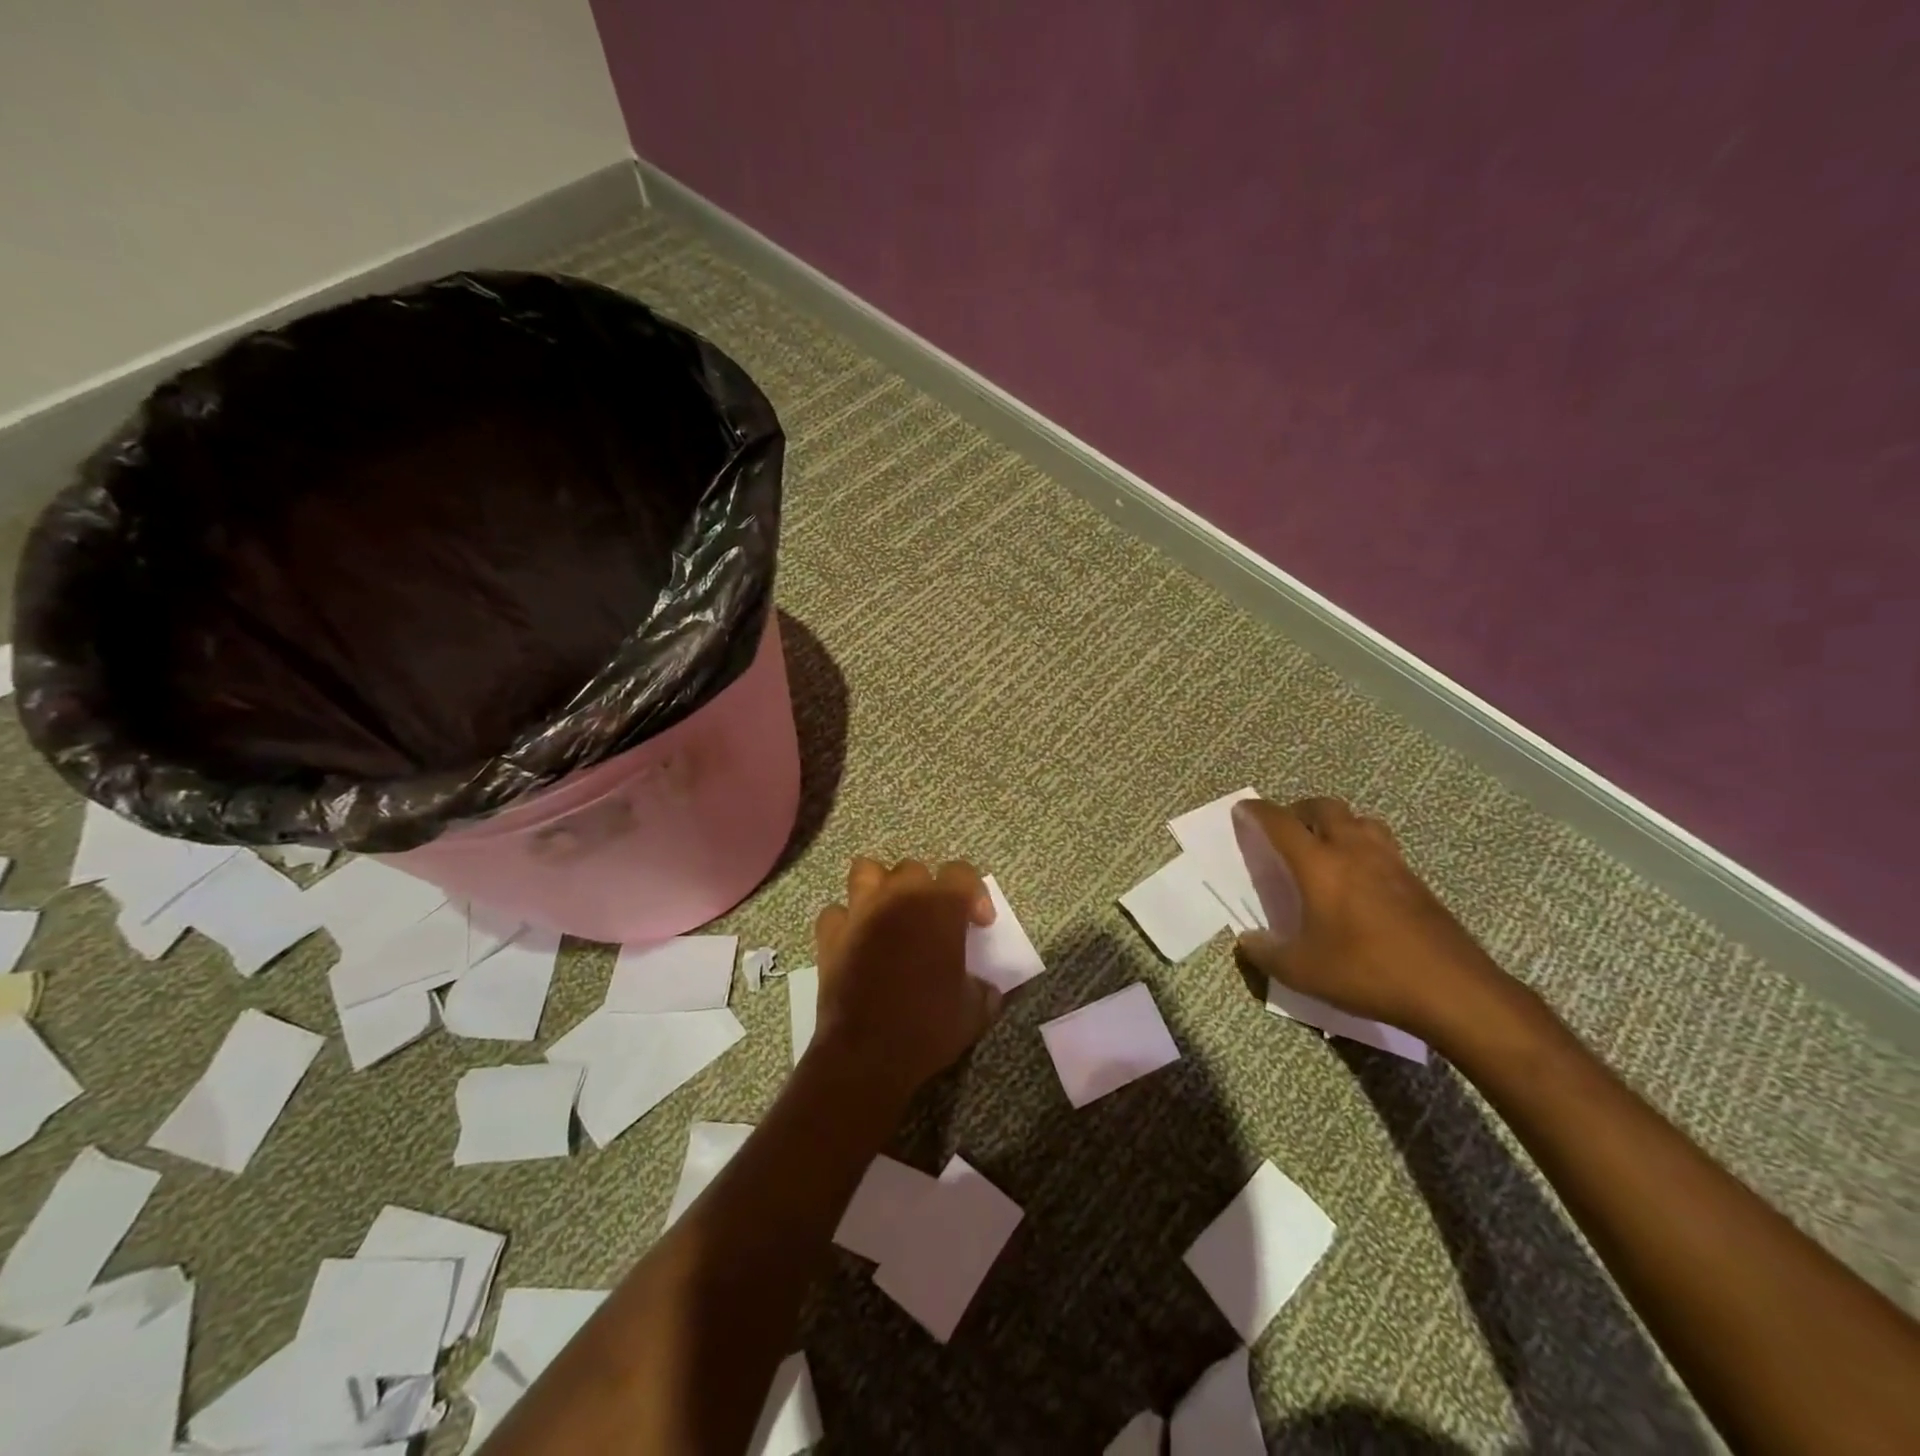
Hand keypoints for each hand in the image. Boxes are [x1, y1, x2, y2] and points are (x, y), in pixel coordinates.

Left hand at [810, 857, 1002, 1098]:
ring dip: (880, 887)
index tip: (979, 925)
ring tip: (889, 914)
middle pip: (914, 870)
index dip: (975, 894)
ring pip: (867, 871)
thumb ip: (982, 989)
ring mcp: (860, 912)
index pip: (962, 873)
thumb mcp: (973, 1011)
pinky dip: (847, 922)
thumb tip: (983, 987)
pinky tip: (856, 941)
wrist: (867, 1053)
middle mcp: (899, 897)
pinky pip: (837, 912)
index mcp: (940, 906)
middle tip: (933, 923)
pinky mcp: (830, 934)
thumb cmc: (928, 1026)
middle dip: (926, 890)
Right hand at [1231, 797, 1510, 1041]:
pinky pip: (1381, 843)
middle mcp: (1353, 850)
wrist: (1453, 990)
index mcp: (1318, 864)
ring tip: (1324, 846)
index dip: (1256, 812)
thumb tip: (1247, 940)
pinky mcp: (1416, 879)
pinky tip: (1358, 877)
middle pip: (1323, 806)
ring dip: (1336, 822)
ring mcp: (1390, 861)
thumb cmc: (1367, 972)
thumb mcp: (1302, 971)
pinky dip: (1362, 844)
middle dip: (1298, 810)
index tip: (1242, 811)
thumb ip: (1266, 953)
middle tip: (1284, 830)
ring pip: (1358, 819)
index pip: (1279, 822)